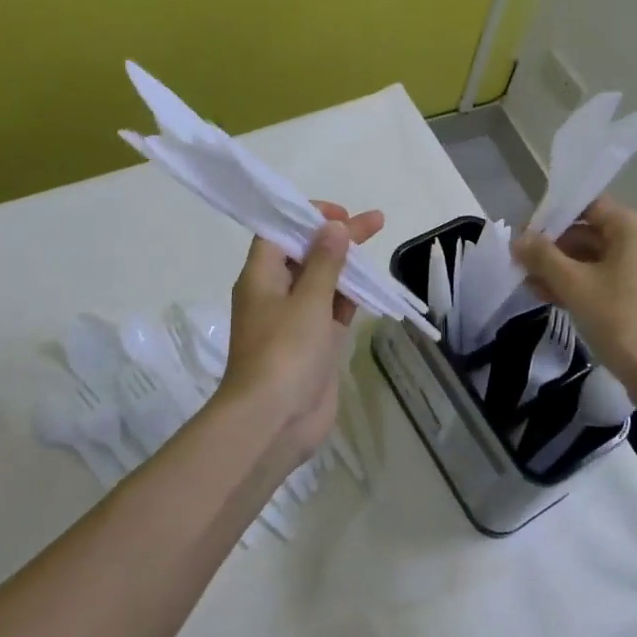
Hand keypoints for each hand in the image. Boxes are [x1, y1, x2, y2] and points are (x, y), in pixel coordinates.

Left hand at [215, 201, 383, 456]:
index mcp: (260, 277)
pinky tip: (370, 286)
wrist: (274, 421)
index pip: (279, 233)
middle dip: (336, 238)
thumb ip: (325, 262)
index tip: (339, 214)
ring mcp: (294, 321)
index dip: (306, 218)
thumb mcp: (308, 300)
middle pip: (305, 255)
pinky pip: (331, 311)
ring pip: (321, 283)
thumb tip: (334, 227)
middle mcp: (274, 294)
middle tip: (373, 222)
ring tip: (376, 248)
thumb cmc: (285, 352)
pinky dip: (348, 297)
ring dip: (345, 267)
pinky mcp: (312, 344)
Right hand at [512, 197, 636, 396]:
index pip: (588, 208)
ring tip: (538, 290)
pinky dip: (592, 285)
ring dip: (570, 271)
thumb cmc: (620, 320)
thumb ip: (542, 256)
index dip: (553, 220)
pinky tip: (563, 302)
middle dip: (557, 252)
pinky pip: (620, 279)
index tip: (527, 241)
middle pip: (595, 234)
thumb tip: (519, 239)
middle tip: (526, 270)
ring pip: (606, 260)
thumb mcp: (573, 285)